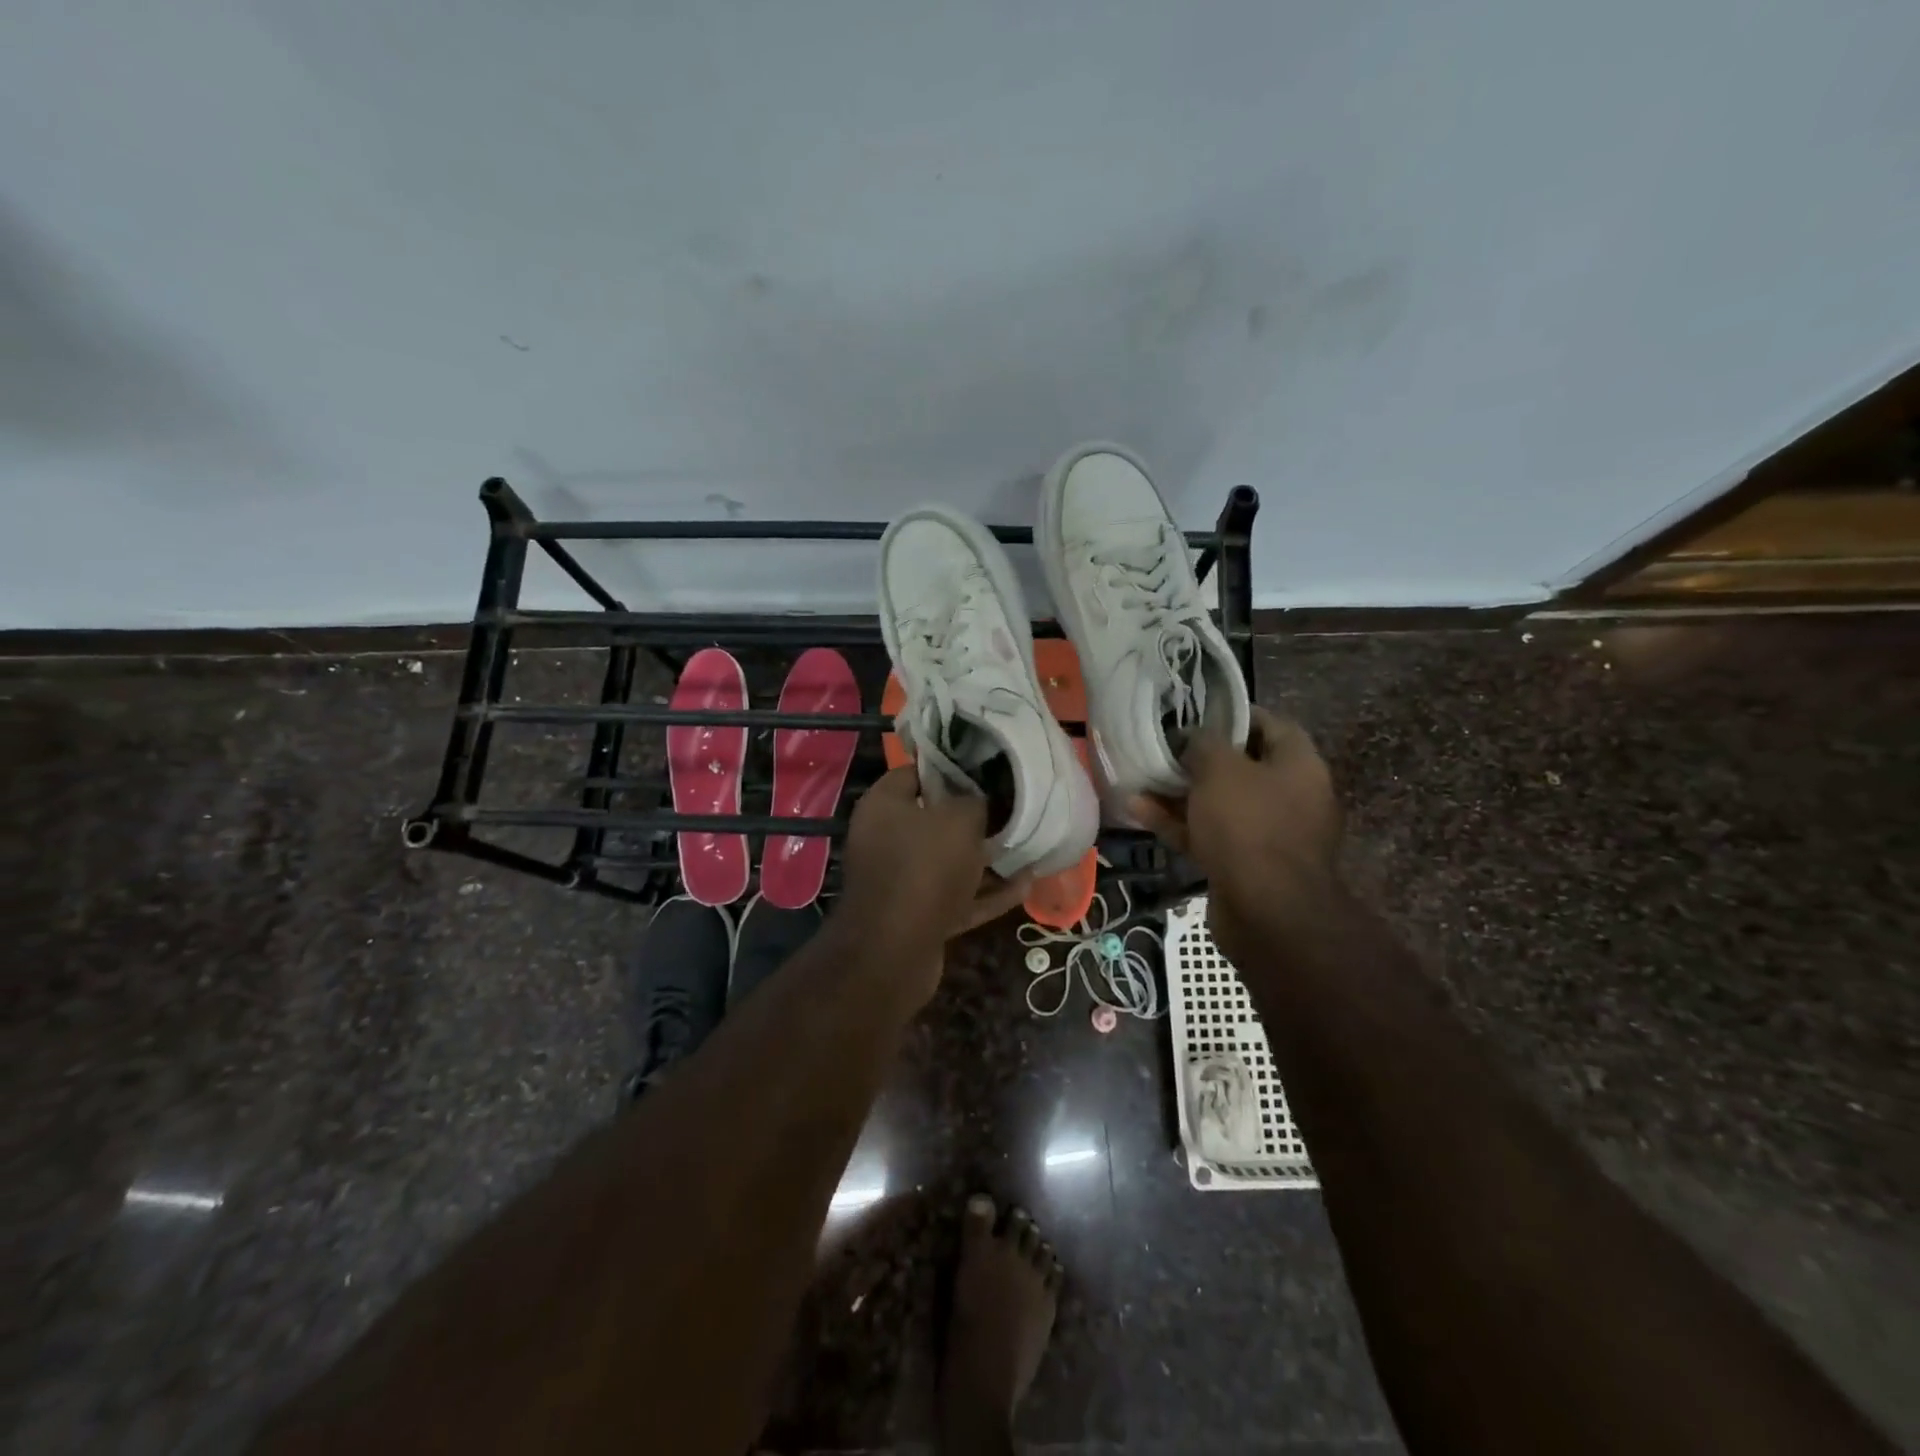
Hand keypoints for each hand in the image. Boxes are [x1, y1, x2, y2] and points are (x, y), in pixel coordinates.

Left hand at [838, 764, 1031, 975]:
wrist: (894, 952)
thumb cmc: (924, 868)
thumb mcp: (959, 820)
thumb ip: (974, 801)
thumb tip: (980, 800)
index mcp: (884, 806)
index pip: (916, 773)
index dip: (951, 768)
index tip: (986, 770)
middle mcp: (886, 839)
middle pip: (935, 820)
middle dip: (974, 817)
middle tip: (1013, 808)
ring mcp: (902, 880)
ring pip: (950, 861)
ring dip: (986, 858)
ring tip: (1027, 846)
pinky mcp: (918, 915)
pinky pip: (957, 896)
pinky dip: (987, 892)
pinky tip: (1025, 885)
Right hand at [1130, 706, 1340, 963]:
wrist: (1267, 912)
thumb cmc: (1249, 826)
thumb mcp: (1221, 770)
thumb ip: (1204, 744)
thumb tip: (1194, 738)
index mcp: (1299, 766)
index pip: (1272, 725)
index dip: (1235, 715)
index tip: (1198, 713)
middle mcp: (1290, 797)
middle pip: (1242, 767)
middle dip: (1199, 758)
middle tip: (1163, 748)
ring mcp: (1267, 834)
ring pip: (1219, 803)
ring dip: (1180, 792)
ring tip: (1141, 778)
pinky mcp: (1244, 865)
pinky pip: (1208, 834)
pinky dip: (1178, 823)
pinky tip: (1139, 811)